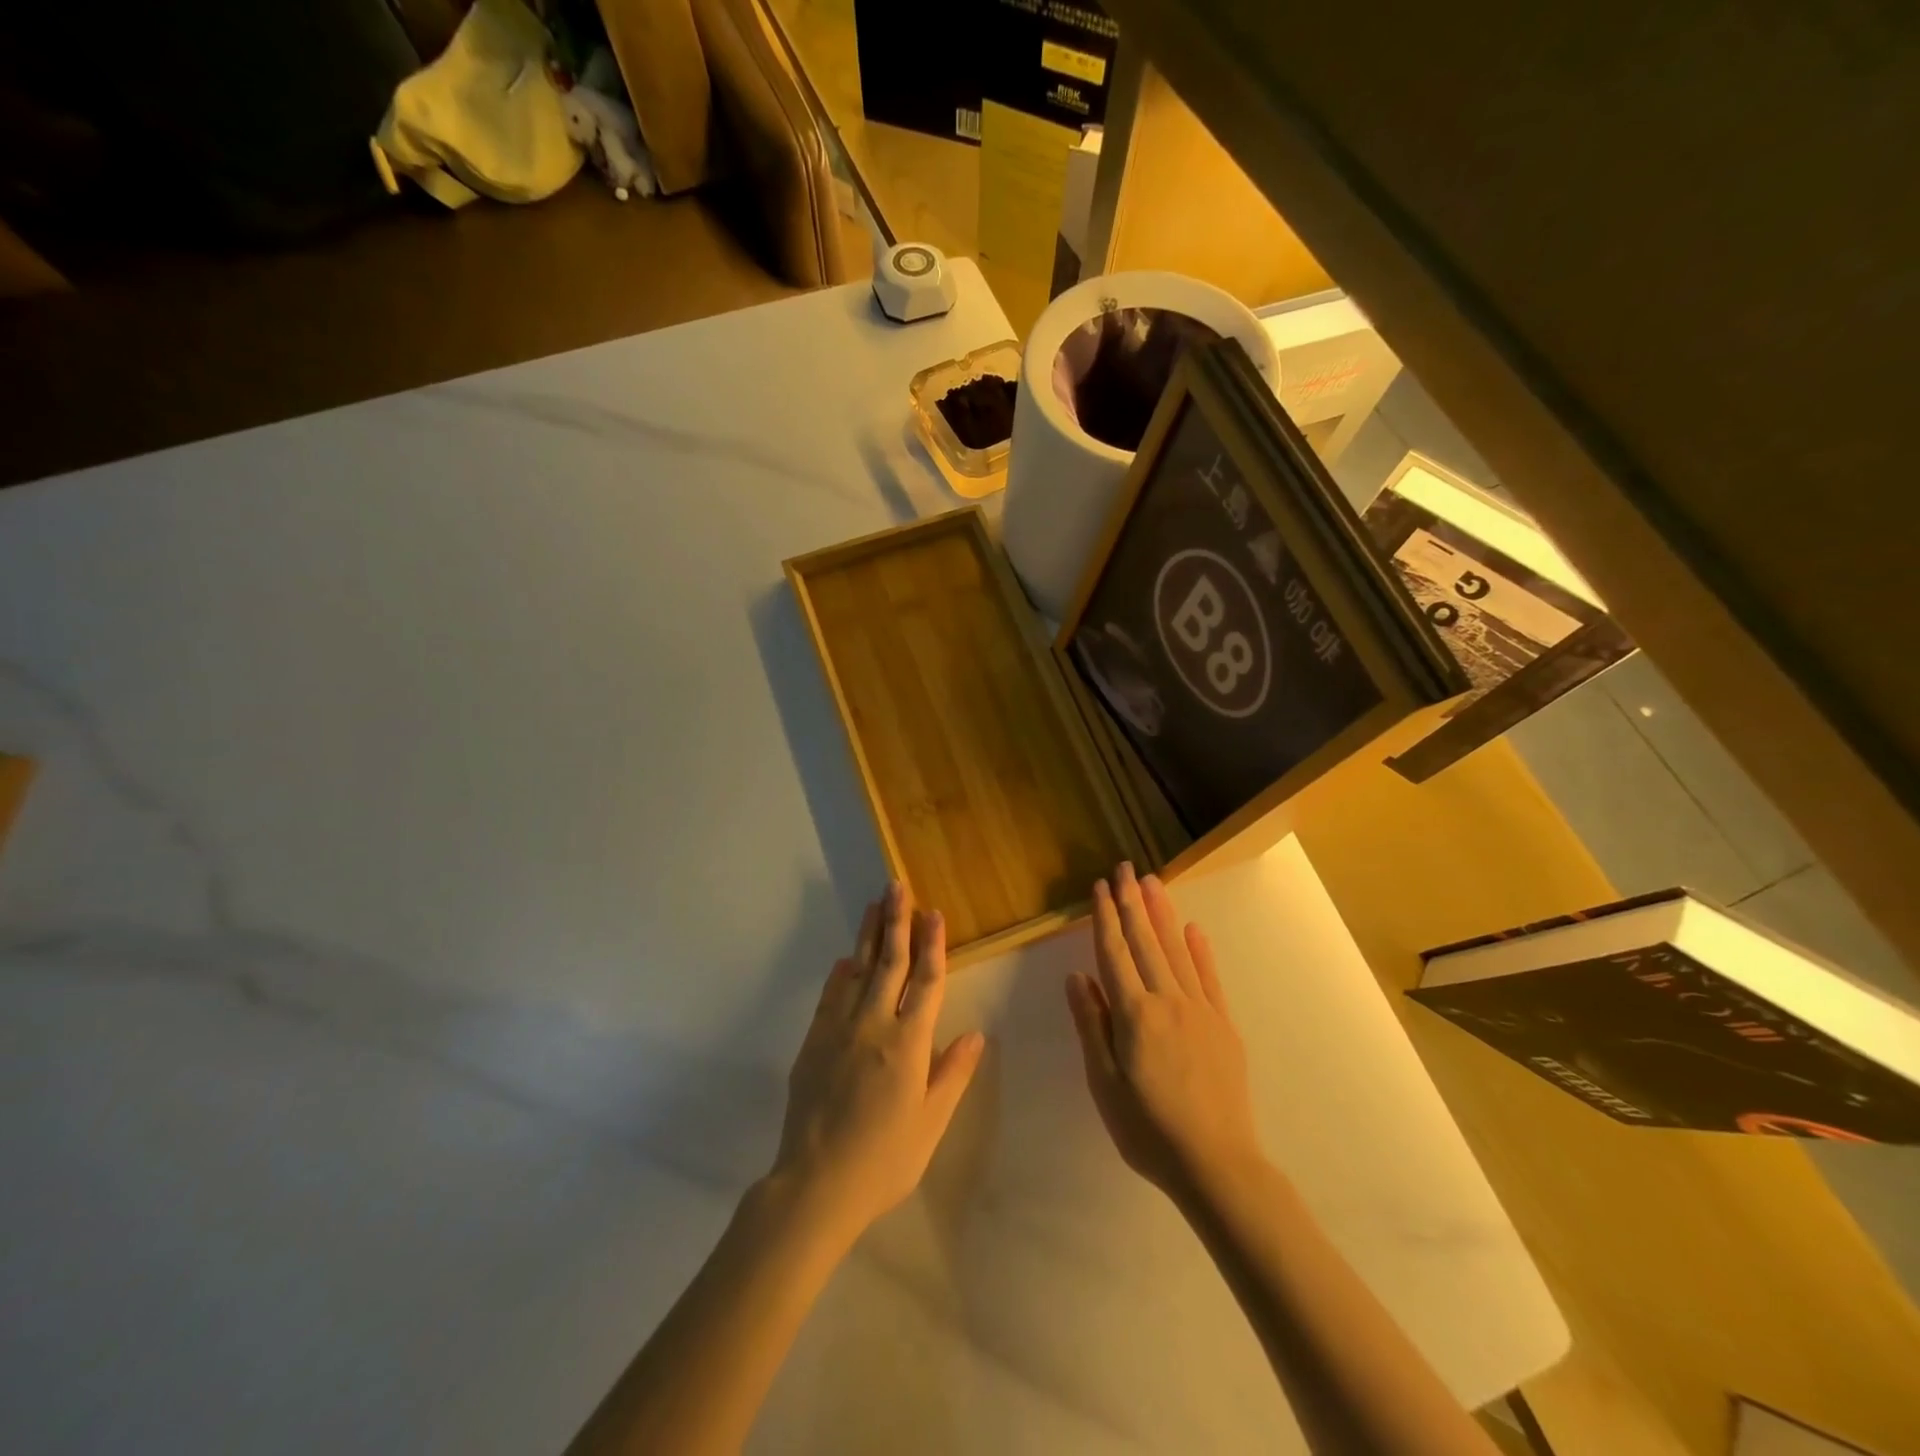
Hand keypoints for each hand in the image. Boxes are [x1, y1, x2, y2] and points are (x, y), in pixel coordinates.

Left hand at [770, 882, 985, 1247]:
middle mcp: (874, 1025)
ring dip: (868, 935)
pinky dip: (840, 973)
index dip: (933, 944)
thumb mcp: (930, 1124)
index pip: (926, 981)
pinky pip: (830, 996)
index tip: (934, 912)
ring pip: (857, 970)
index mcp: (909, 1043)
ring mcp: (839, 1029)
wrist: (815, 1184)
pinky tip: (845, 959)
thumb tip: (976, 1033)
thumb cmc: (884, 1160)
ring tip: (875, 905)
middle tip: (897, 886)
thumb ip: (953, 1074)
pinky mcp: (813, 1041)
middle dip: (897, 921)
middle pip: (889, 962)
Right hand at [1065, 863, 1263, 1204]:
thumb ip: (1091, 1024)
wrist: (1217, 1164)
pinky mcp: (1223, 1024)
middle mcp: (1166, 1000)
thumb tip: (1076, 976)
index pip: (1114, 953)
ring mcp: (1199, 1009)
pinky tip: (1192, 929)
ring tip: (1152, 882)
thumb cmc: (1148, 1128)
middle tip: (1125, 868)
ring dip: (1162, 913)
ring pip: (1176, 950)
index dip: (1105, 918)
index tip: (1100, 887)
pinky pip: (1209, 977)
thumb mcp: (1104, 1082)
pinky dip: (1200, 950)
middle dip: (1132, 902)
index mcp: (1133, 1013)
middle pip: (1145, 942)